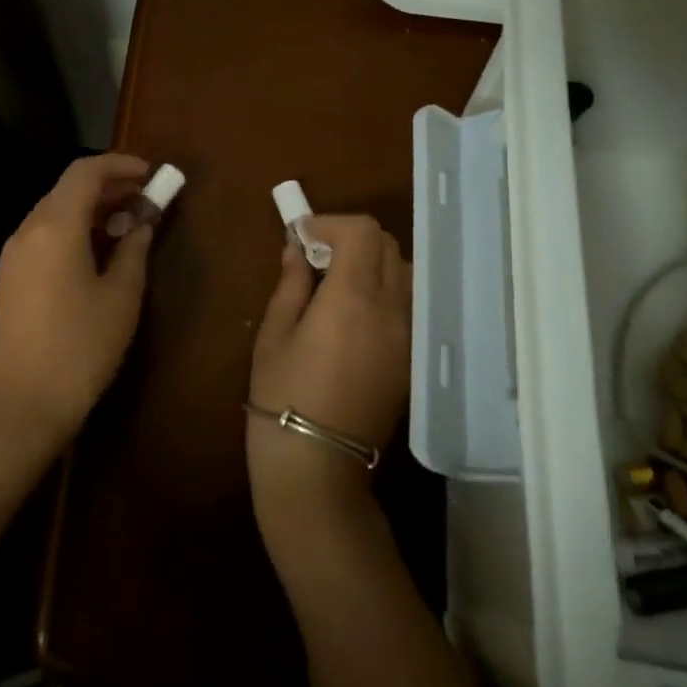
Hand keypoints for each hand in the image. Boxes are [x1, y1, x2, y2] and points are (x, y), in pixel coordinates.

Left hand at [0, 153, 153, 455]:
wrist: (22, 404)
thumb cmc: (81, 346)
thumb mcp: (121, 297)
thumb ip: (134, 249)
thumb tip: (142, 222)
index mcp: (55, 226)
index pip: (85, 172)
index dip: (120, 165)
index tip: (150, 174)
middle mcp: (28, 229)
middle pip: (68, 188)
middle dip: (108, 186)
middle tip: (145, 199)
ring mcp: (13, 253)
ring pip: (54, 210)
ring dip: (91, 208)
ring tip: (127, 224)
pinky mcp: (10, 276)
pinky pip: (44, 234)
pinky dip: (73, 228)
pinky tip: (97, 251)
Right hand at [248, 216, 410, 517]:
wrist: (318, 464)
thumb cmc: (282, 394)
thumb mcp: (274, 333)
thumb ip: (290, 283)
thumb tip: (297, 249)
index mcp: (353, 298)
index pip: (363, 232)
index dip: (331, 223)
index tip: (303, 236)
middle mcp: (391, 309)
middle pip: (388, 245)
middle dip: (352, 238)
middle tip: (317, 257)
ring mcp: (408, 335)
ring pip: (404, 272)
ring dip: (374, 262)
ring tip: (339, 283)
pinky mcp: (412, 358)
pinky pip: (408, 304)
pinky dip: (386, 290)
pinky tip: (355, 313)